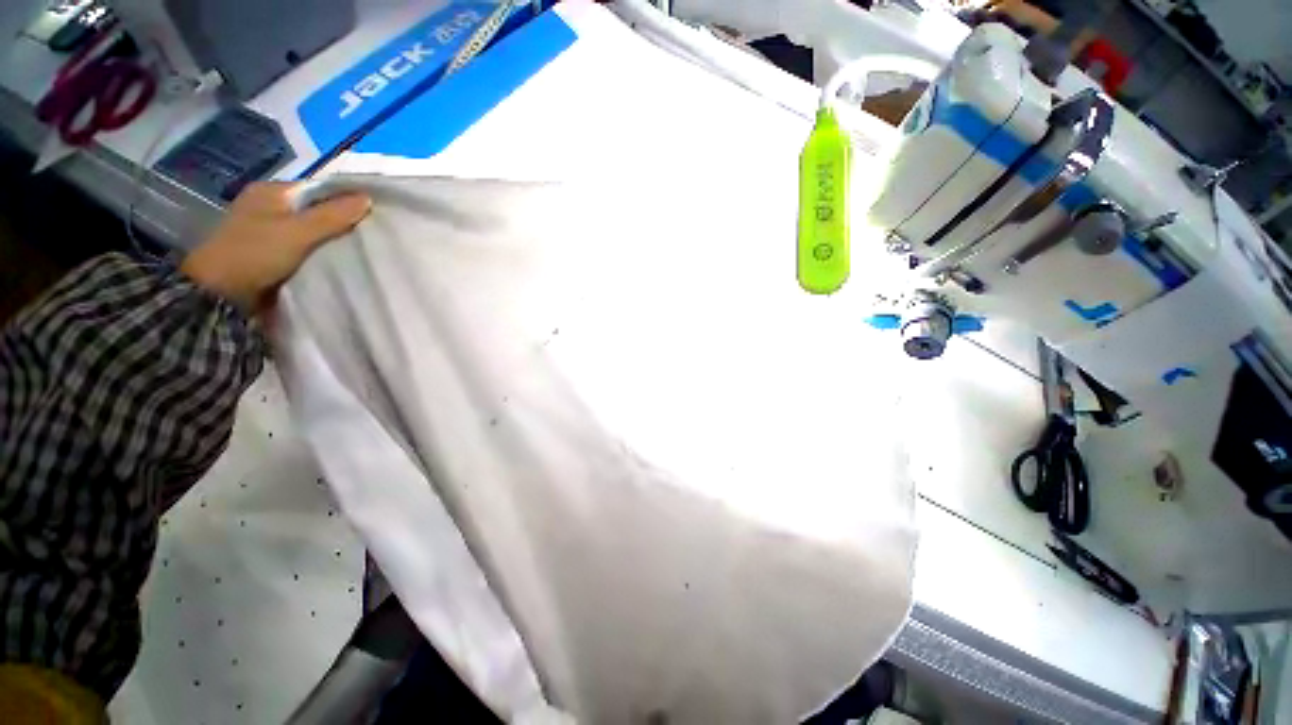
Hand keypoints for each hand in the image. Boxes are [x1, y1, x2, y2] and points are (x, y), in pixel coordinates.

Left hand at [181, 182, 371, 310]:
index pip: (319, 189)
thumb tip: (368, 197)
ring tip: (361, 246)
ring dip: (332, 237)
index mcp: (272, 191)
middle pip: (316, 209)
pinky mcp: (271, 250)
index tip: (373, 214)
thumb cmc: (256, 253)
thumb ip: (333, 215)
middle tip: (371, 232)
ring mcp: (269, 228)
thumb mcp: (298, 231)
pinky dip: (320, 250)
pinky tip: (338, 258)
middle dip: (341, 220)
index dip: (346, 199)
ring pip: (311, 228)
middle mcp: (269, 205)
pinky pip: (305, 245)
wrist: (222, 293)